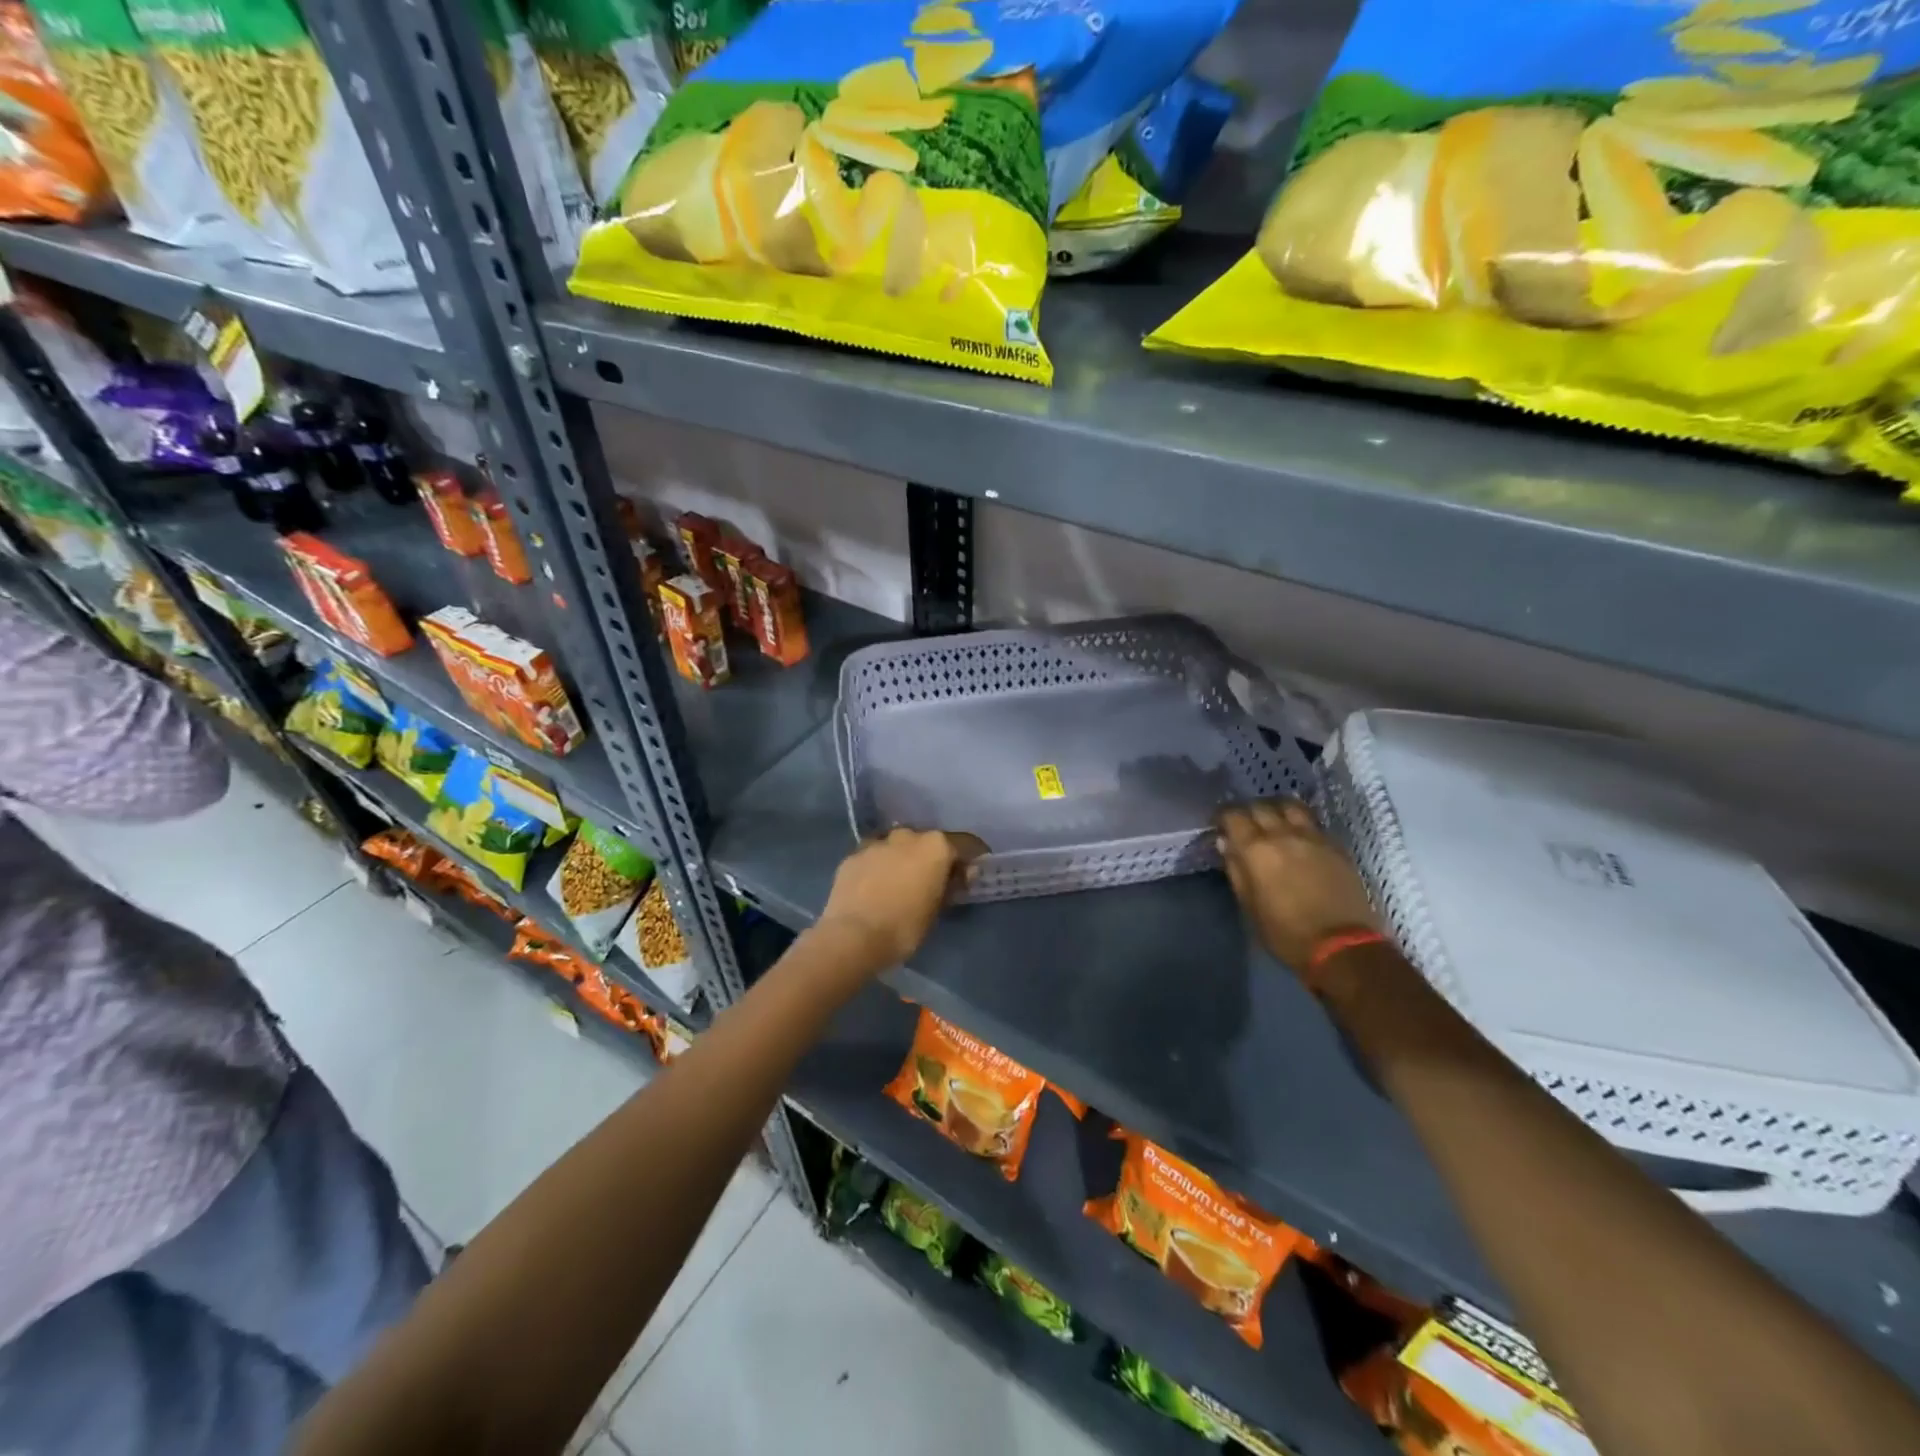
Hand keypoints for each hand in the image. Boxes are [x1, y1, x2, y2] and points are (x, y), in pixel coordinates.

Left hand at [816, 828, 983, 972]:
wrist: (852, 936)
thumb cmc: (904, 927)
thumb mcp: (937, 910)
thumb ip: (951, 886)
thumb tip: (960, 875)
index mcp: (935, 846)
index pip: (965, 844)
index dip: (972, 857)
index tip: (973, 871)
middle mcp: (908, 835)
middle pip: (929, 842)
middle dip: (934, 857)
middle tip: (934, 880)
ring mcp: (878, 842)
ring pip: (899, 846)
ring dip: (904, 859)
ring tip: (902, 882)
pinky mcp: (853, 854)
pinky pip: (875, 856)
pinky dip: (880, 866)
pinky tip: (877, 885)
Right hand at [1218, 800, 1377, 973]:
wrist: (1343, 946)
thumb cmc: (1286, 933)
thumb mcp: (1250, 906)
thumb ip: (1236, 870)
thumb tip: (1226, 843)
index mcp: (1257, 850)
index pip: (1233, 815)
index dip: (1223, 816)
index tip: (1220, 825)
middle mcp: (1284, 834)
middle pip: (1261, 806)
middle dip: (1248, 811)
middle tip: (1244, 825)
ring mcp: (1313, 837)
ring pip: (1290, 806)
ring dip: (1276, 809)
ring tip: (1273, 821)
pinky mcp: (1336, 846)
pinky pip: (1312, 822)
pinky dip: (1299, 821)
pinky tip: (1297, 835)